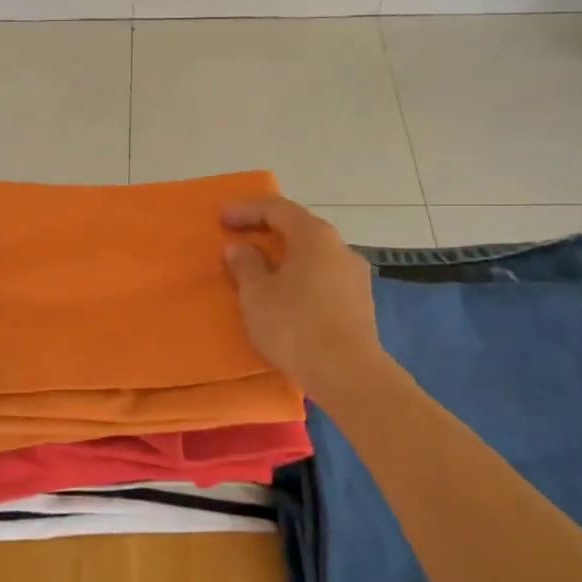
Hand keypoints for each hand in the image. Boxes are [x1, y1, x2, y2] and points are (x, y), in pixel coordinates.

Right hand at [222, 197, 388, 405]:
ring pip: (313, 255)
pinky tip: (286, 298)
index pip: (277, 208)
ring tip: (259, 272)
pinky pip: (322, 278)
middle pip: (299, 228)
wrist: (348, 373)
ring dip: (284, 257)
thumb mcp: (257, 294)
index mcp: (314, 235)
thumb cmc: (295, 325)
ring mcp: (354, 275)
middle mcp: (340, 247)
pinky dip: (300, 278)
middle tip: (238, 241)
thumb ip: (245, 265)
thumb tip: (240, 248)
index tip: (221, 218)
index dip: (246, 210)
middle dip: (266, 232)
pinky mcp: (359, 303)